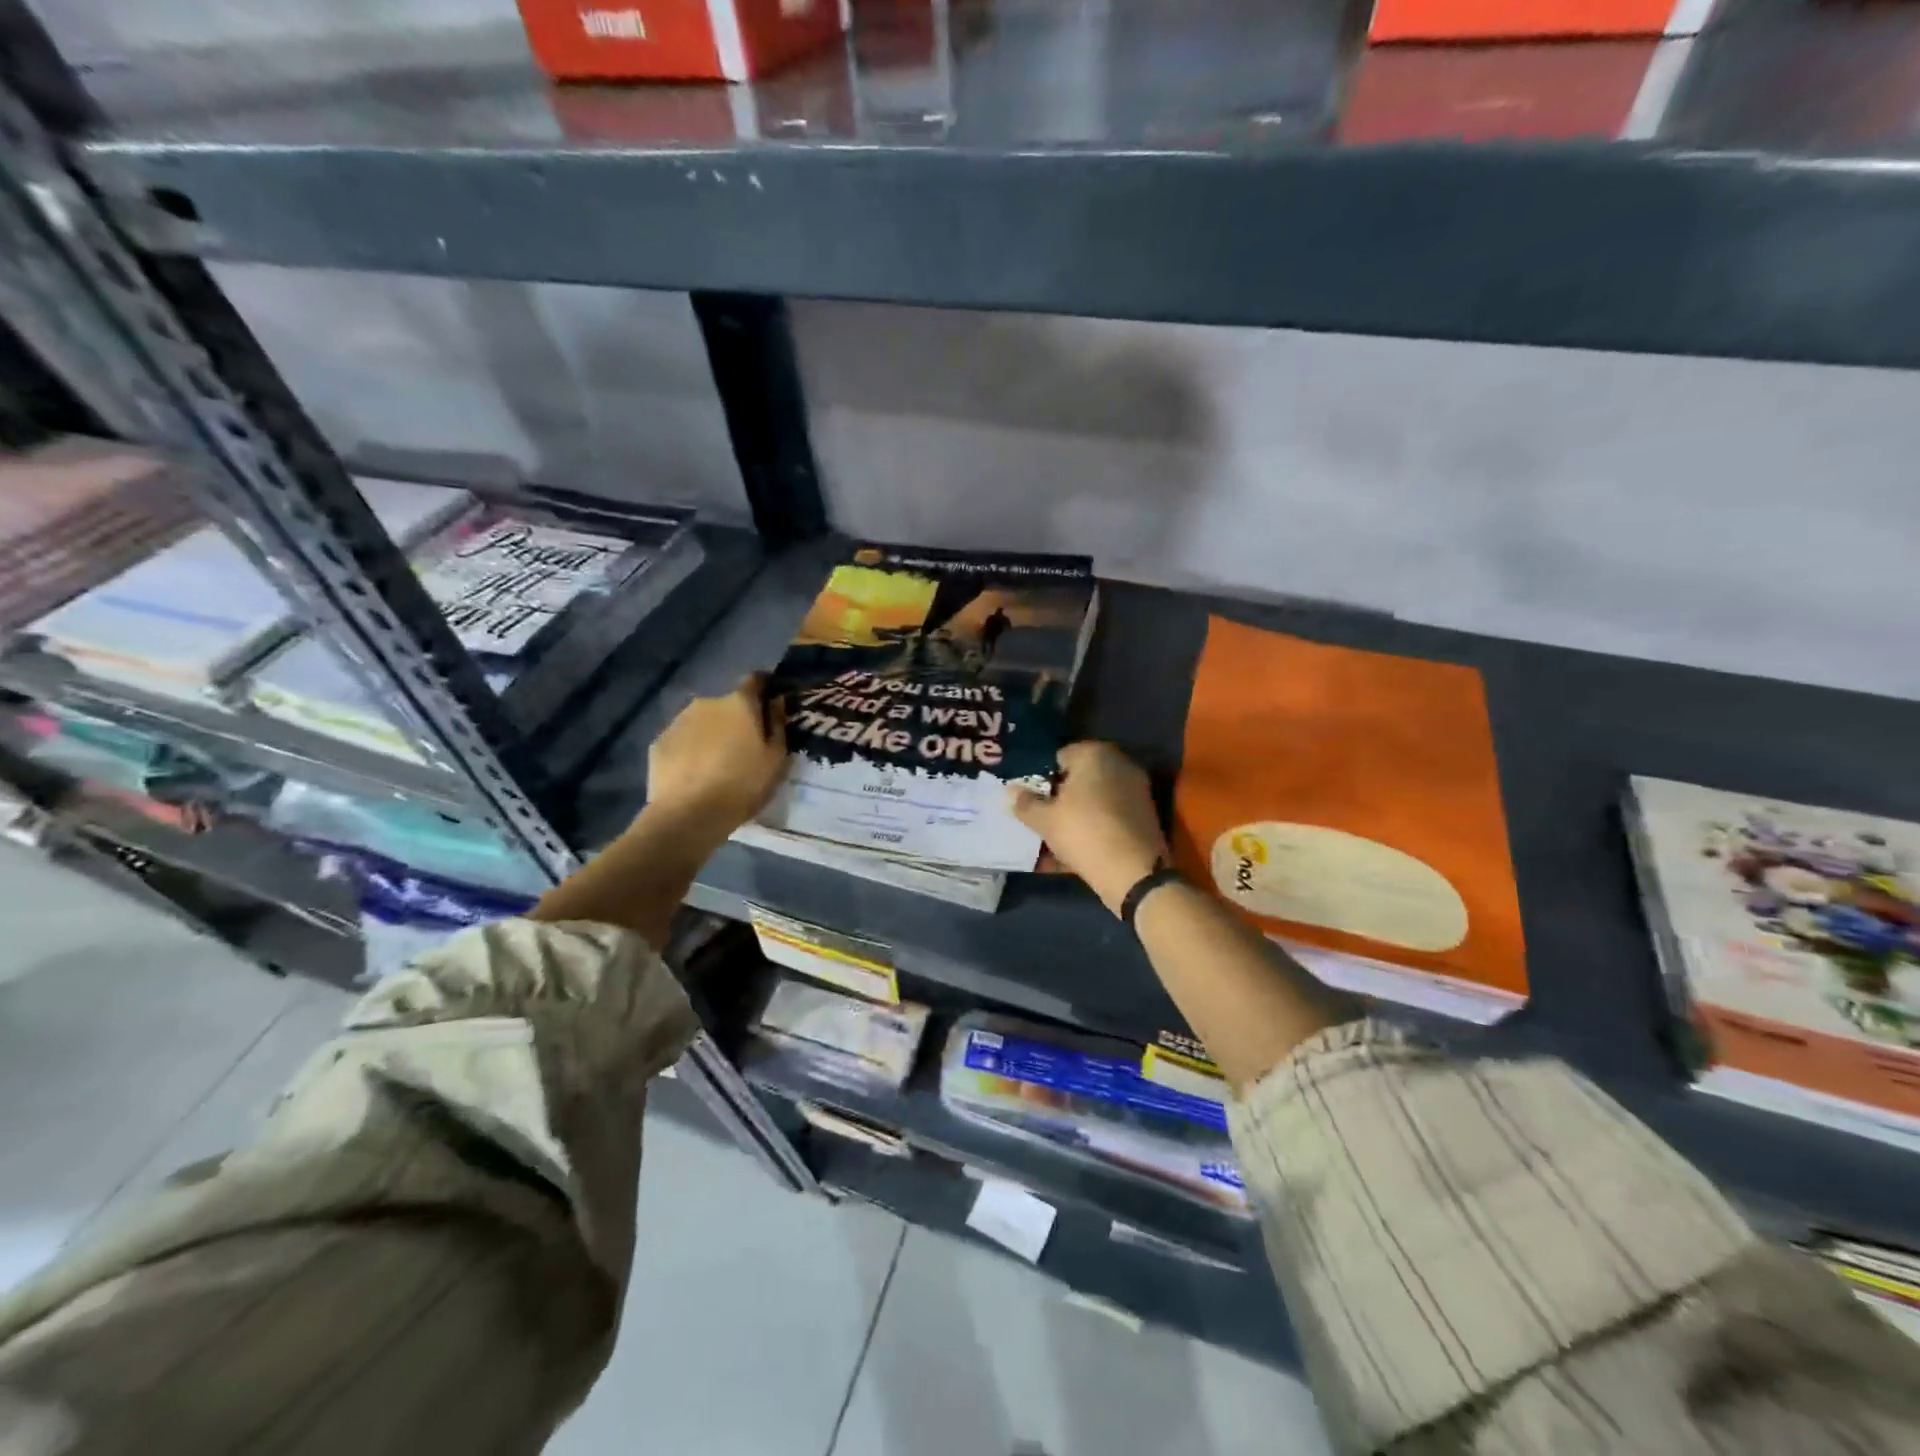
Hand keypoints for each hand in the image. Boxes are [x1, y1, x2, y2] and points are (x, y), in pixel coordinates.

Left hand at [646, 675, 787, 844]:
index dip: (765, 688)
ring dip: (711, 734)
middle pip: (727, 704)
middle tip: (743, 747)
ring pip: (702, 721)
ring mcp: (678, 721)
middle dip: (735, 719)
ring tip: (716, 764)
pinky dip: (690, 750)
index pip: (756, 680)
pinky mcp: (658, 742)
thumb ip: (778, 724)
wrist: (689, 814)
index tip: (770, 704)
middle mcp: (707, 703)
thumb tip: (776, 700)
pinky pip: (681, 740)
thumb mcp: (776, 759)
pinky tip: (694, 774)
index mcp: (739, 703)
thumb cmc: (742, 785)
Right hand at [1010, 741, 1167, 915]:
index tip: (1032, 798)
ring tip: (1053, 839)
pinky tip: (1072, 852)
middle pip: (1080, 778)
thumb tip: (1011, 791)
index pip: (1060, 756)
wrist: (1134, 872)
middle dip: (1060, 796)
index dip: (1043, 777)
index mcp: (1095, 754)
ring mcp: (1135, 790)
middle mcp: (1119, 764)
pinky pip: (1108, 818)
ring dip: (1075, 816)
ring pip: (1094, 801)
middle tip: (1041, 817)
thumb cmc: (1083, 832)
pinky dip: (1092, 830)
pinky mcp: (1144, 816)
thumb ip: (1026, 803)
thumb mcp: (1044, 820)